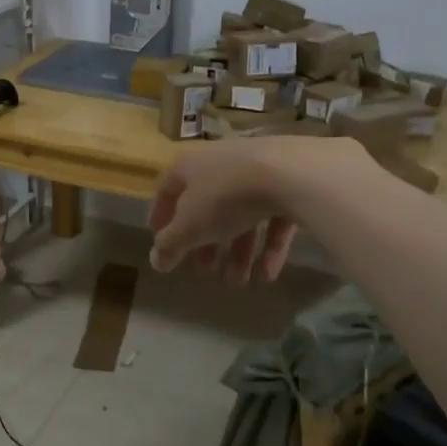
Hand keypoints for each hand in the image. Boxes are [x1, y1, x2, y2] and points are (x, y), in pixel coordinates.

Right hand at [148, 137, 355, 282]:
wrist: (290, 173)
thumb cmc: (226, 197)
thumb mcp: (190, 226)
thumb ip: (171, 245)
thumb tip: (155, 261)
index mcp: (189, 167)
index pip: (168, 190)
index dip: (162, 217)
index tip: (162, 244)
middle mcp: (220, 163)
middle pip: (207, 207)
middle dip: (206, 243)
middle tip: (206, 270)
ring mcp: (256, 170)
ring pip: (241, 215)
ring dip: (238, 251)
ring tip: (240, 283)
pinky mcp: (288, 182)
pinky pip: (272, 217)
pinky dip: (268, 245)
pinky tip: (268, 273)